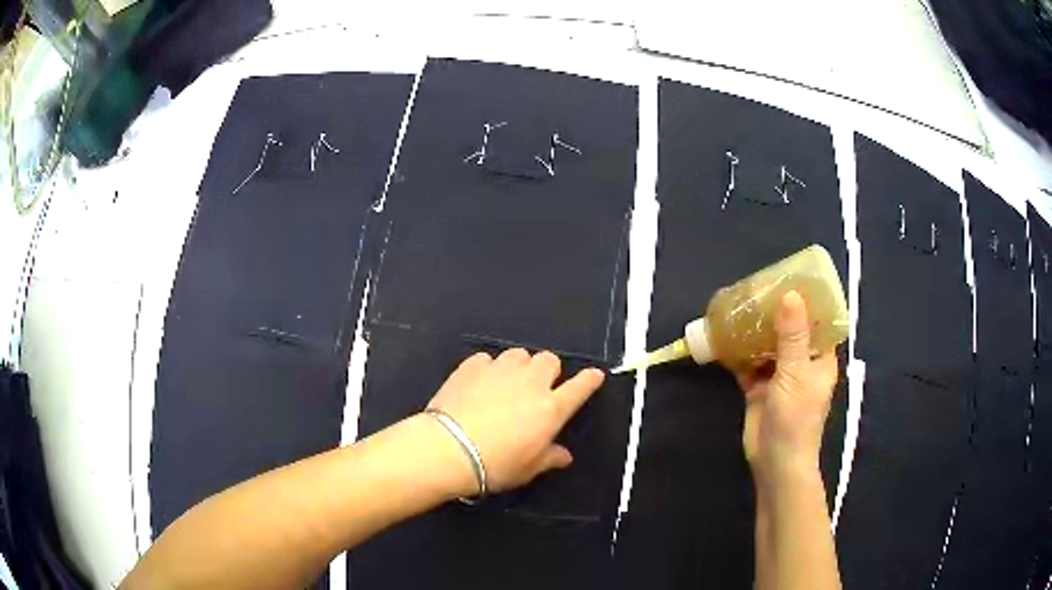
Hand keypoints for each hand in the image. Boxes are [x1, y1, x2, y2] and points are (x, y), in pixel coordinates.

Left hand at [426, 348, 604, 492]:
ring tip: (507, 383)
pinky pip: (487, 359)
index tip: (593, 375)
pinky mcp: (472, 366)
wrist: (448, 449)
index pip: (580, 387)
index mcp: (550, 408)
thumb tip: (564, 456)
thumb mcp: (528, 469)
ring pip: (519, 354)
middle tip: (537, 389)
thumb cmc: (495, 465)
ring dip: (519, 366)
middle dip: (548, 371)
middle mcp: (530, 382)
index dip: (589, 380)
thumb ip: (549, 458)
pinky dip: (488, 369)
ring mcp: (500, 370)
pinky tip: (479, 384)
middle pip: (549, 360)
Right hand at [735, 291, 838, 486]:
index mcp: (821, 358)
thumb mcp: (796, 372)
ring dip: (756, 331)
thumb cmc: (796, 417)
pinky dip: (739, 353)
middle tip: (759, 288)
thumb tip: (791, 294)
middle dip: (777, 312)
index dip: (810, 301)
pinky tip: (726, 336)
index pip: (820, 322)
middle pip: (791, 330)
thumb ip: (793, 335)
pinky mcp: (759, 388)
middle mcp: (802, 363)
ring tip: (741, 305)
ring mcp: (780, 376)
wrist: (774, 461)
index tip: (793, 279)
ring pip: (768, 346)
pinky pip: (749, 363)